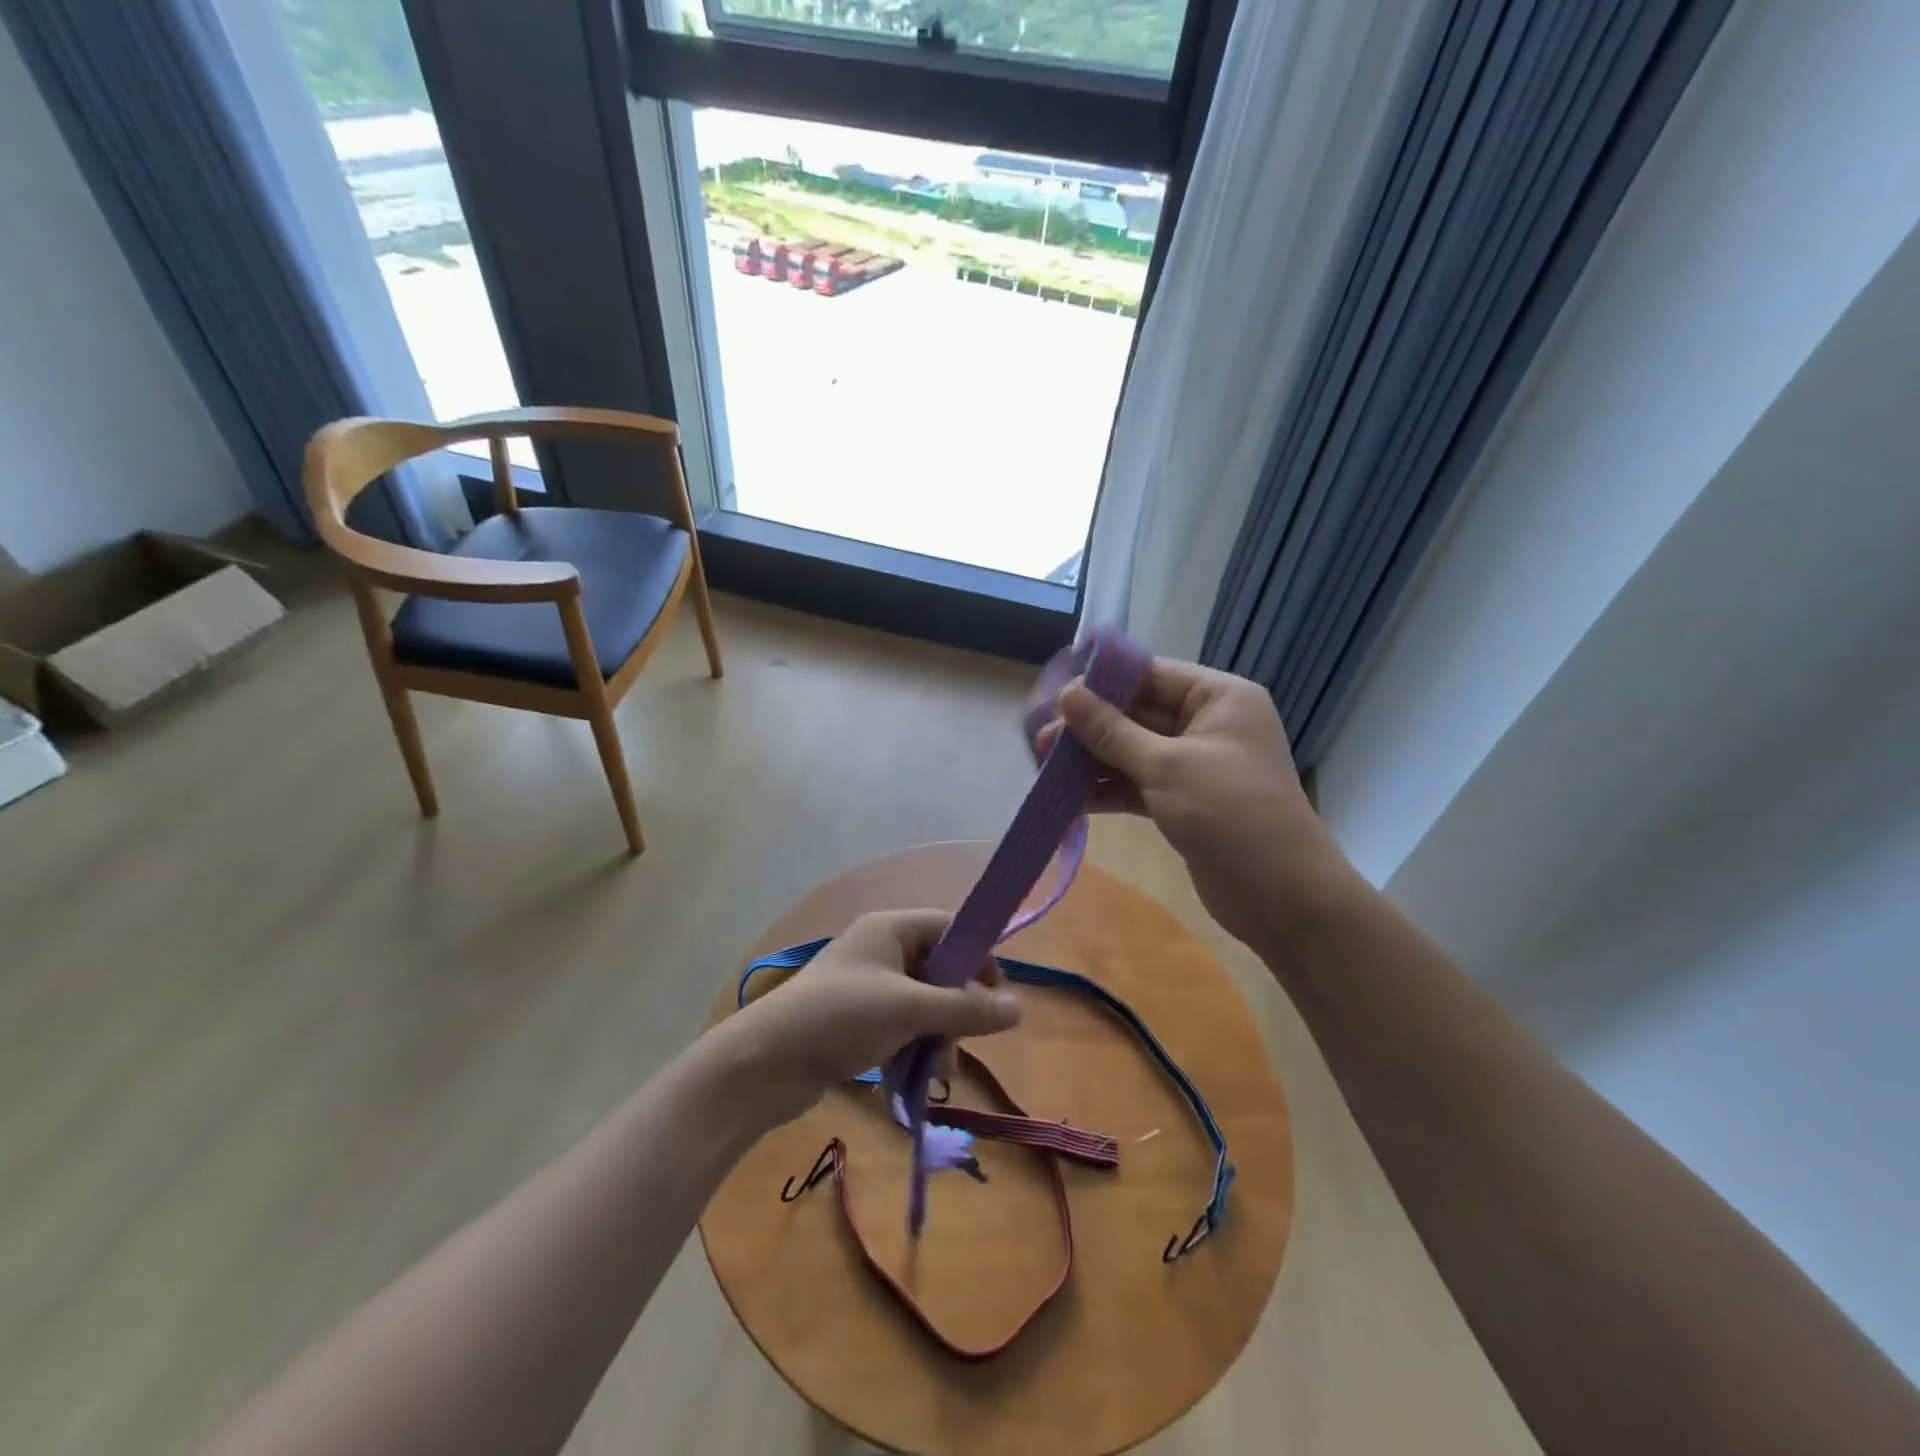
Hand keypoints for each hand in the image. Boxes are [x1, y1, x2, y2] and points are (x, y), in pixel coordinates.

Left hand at [718, 910, 1021, 1124]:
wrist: (764, 1064)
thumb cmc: (840, 1018)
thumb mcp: (909, 1010)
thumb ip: (966, 1009)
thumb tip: (1021, 1009)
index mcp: (891, 929)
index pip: (950, 927)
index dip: (978, 956)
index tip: (996, 996)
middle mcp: (880, 950)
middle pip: (939, 968)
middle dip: (956, 1007)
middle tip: (965, 1041)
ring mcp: (866, 986)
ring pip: (922, 1003)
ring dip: (938, 1034)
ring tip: (939, 1071)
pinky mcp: (855, 1020)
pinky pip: (900, 1025)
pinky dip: (914, 1046)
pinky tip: (917, 1078)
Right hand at [1037, 658, 1347, 947]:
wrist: (1281, 896)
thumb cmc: (1230, 813)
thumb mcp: (1166, 765)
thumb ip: (1111, 730)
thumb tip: (1067, 694)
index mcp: (1218, 698)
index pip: (1151, 675)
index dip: (1103, 684)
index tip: (1057, 698)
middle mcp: (1207, 725)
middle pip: (1137, 714)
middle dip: (1090, 728)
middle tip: (1041, 743)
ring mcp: (1194, 766)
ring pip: (1132, 752)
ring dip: (1092, 761)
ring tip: (1045, 769)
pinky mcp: (1182, 802)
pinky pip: (1137, 785)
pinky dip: (1107, 790)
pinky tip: (1070, 799)